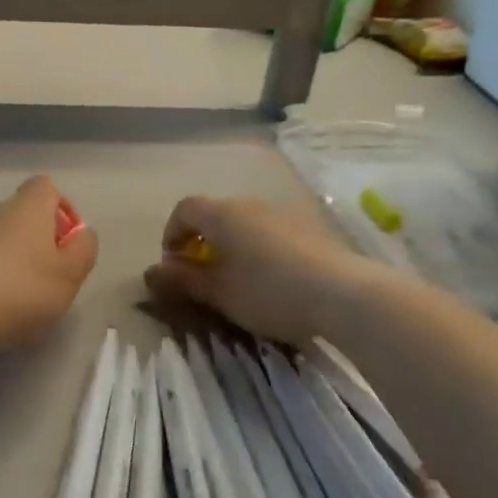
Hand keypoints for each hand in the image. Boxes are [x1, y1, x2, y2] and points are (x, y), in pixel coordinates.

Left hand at [0, 175, 98, 350]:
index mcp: (28, 208)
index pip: (45, 186)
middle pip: (22, 214)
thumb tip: (82, 233)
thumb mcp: (69, 275)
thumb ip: (84, 250)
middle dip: (38, 239)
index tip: (68, 241)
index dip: (62, 208)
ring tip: (22, 298)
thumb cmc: (22, 290)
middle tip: (50, 276)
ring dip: (13, 259)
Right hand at [144, 195, 387, 346]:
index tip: (174, 265)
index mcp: (222, 213)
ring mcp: (284, 213)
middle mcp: (251, 204)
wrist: (343, 293)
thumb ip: (183, 279)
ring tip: (239, 280)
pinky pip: (272, 232)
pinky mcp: (311, 228)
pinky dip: (261, 249)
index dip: (172, 234)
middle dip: (203, 241)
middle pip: (215, 213)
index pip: (184, 209)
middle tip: (204, 275)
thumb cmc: (268, 291)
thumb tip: (154, 270)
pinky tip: (273, 280)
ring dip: (233, 245)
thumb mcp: (218, 293)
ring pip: (246, 223)